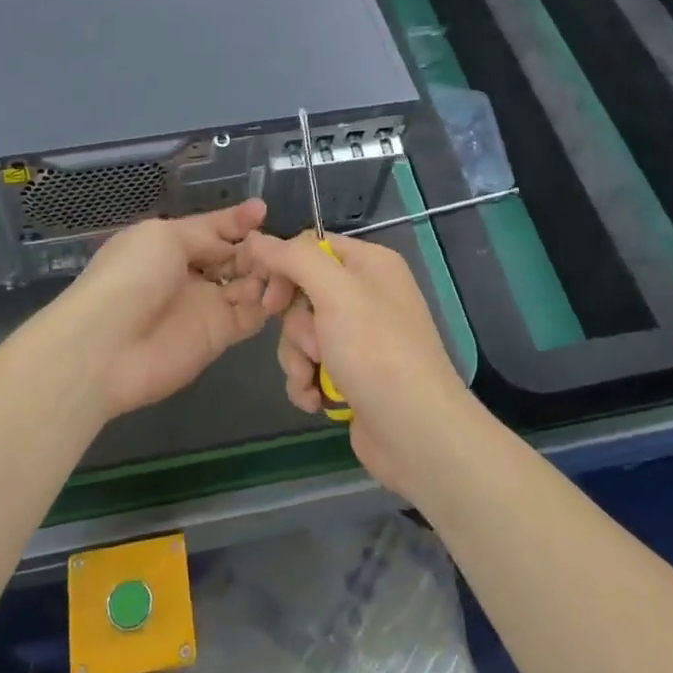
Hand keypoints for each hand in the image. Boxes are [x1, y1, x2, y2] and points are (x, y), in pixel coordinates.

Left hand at [53, 199, 275, 418]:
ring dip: (266, 272)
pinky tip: (281, 288)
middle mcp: (190, 273)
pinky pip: (252, 314)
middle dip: (256, 246)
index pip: (211, 228)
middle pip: (234, 256)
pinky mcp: (220, 335)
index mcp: (170, 244)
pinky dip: (268, 302)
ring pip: (248, 283)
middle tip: (278, 242)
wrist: (106, 346)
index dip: (236, 220)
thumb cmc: (131, 277)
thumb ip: (206, 235)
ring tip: (283, 263)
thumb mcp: (164, 237)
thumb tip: (236, 240)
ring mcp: (206, 304)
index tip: (263, 210)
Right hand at [234, 231, 478, 501]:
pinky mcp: (350, 372)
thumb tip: (256, 239)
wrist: (416, 433)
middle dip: (296, 325)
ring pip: (301, 332)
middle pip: (302, 292)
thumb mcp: (335, 292)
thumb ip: (293, 259)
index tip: (270, 299)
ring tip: (313, 379)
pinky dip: (306, 380)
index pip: (311, 246)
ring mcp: (359, 336)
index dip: (284, 268)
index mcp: (370, 263)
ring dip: (298, 357)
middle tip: (311, 345)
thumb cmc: (376, 351)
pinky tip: (315, 400)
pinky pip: (310, 363)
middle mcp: (366, 294)